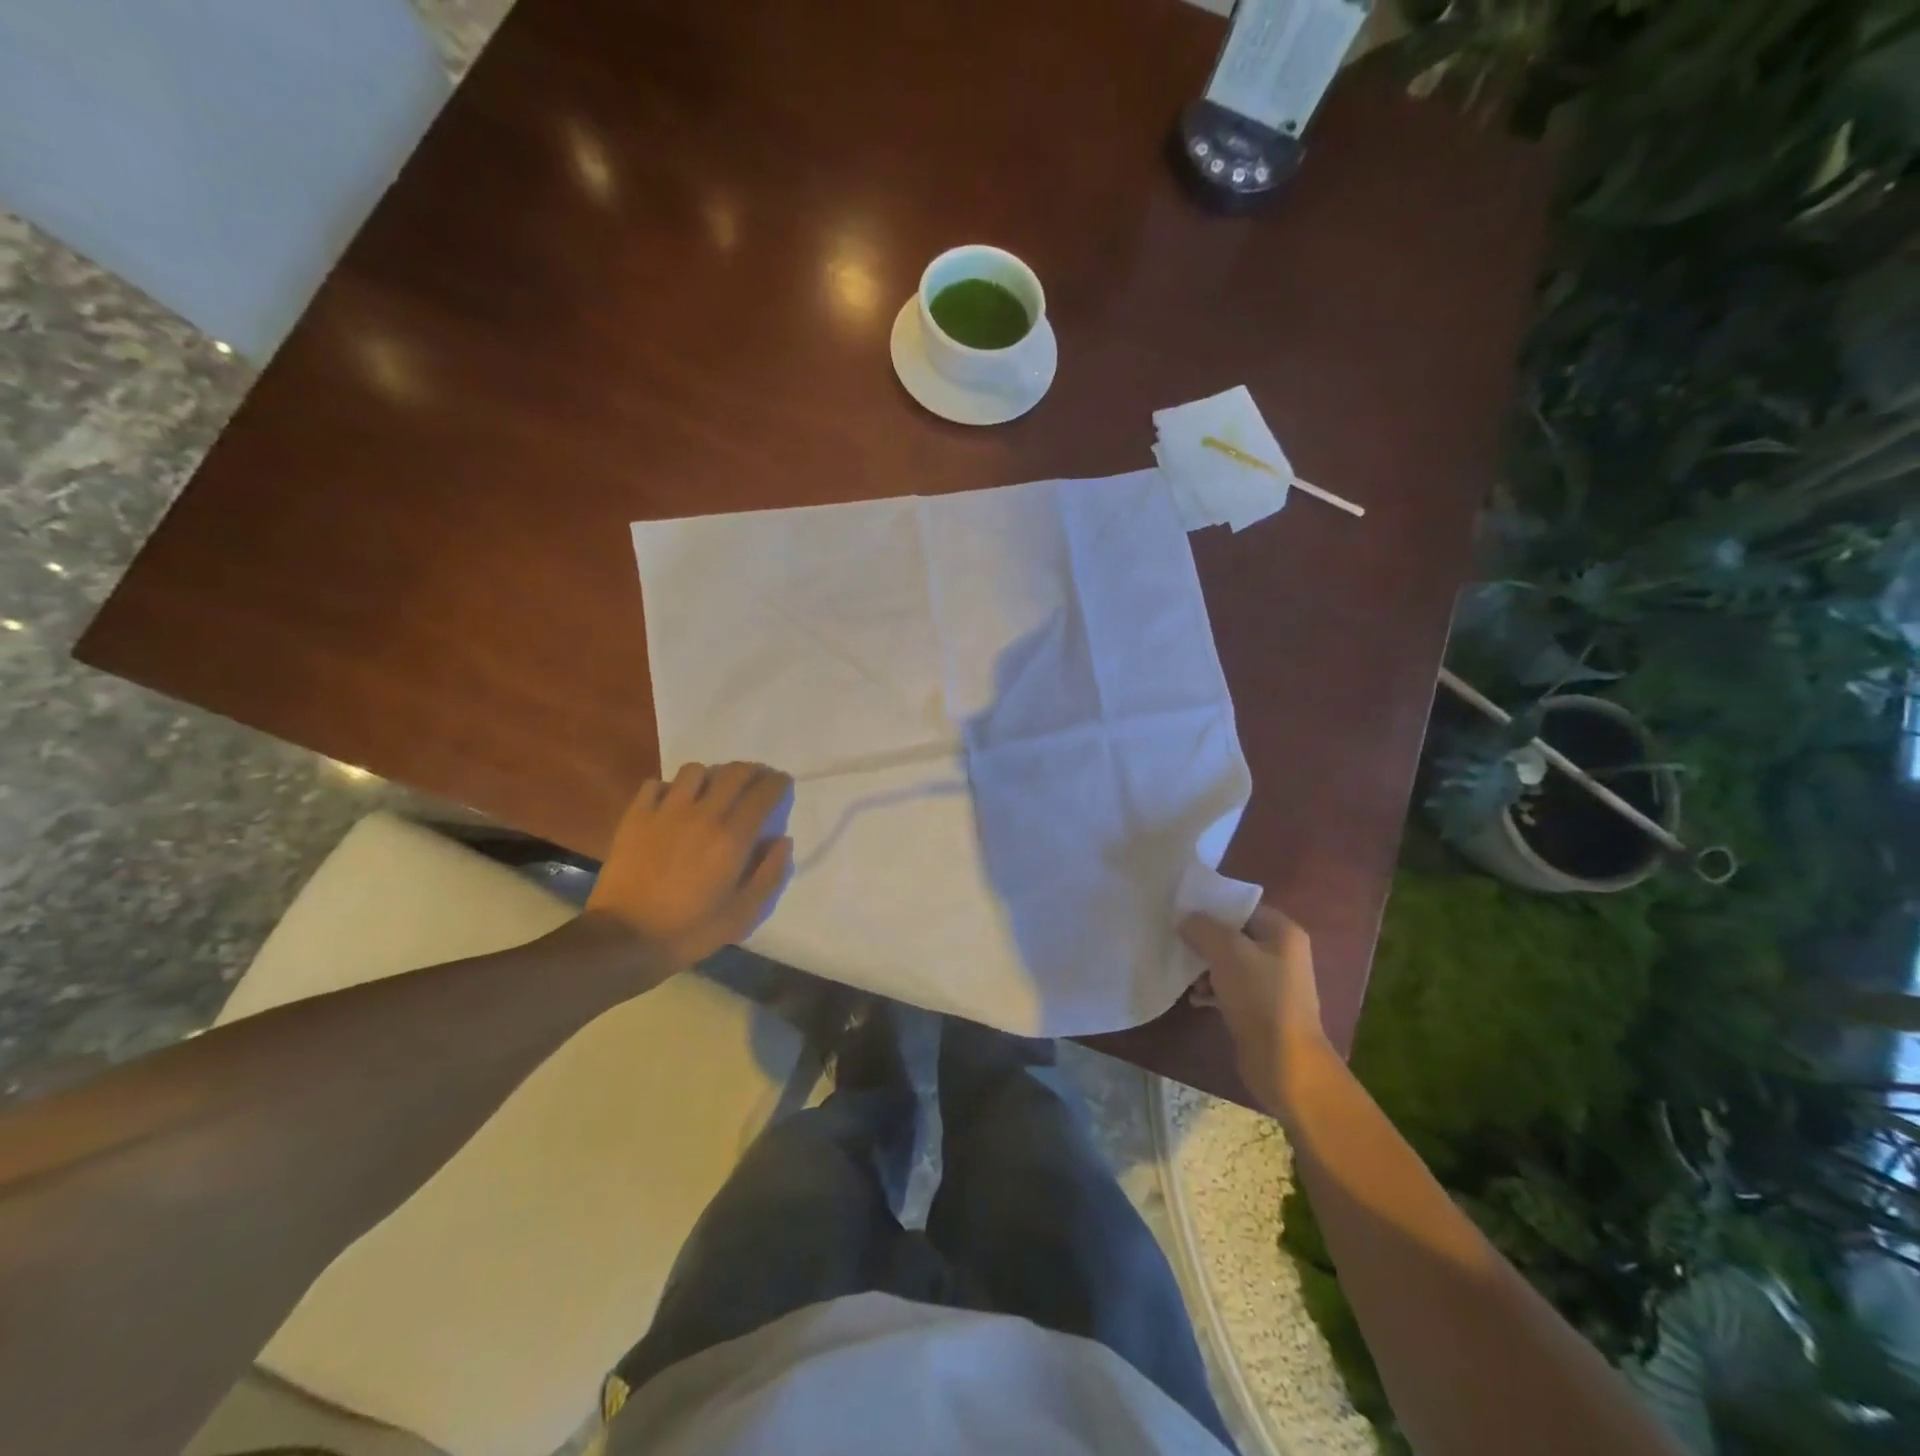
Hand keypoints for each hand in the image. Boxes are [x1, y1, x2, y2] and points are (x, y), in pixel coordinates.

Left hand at [587, 762, 793, 967]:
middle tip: (756, 781)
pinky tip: (672, 804)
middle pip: (733, 772)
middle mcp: (703, 814)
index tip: (783, 783)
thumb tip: (782, 840)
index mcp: (733, 837)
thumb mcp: (744, 913)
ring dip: (710, 776)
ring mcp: (666, 812)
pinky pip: (656, 784)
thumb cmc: (691, 930)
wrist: (625, 938)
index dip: (778, 783)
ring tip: (712, 791)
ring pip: (695, 771)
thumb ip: (770, 874)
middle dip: (752, 771)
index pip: (764, 793)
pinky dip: (669, 788)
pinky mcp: (636, 816)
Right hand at [1181, 904, 1331, 1115]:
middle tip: (1178, 943)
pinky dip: (1213, 990)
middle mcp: (1281, 953)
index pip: (1242, 908)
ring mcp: (1272, 983)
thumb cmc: (1259, 997)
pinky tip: (1197, 1000)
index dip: (1212, 908)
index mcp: (1282, 932)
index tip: (1182, 912)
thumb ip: (1203, 928)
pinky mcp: (1261, 1009)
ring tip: (1187, 978)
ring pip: (1229, 963)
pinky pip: (1231, 988)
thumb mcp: (1227, 952)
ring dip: (1205, 969)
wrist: (1284, 1062)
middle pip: (1234, 935)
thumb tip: (1186, 918)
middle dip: (1204, 940)